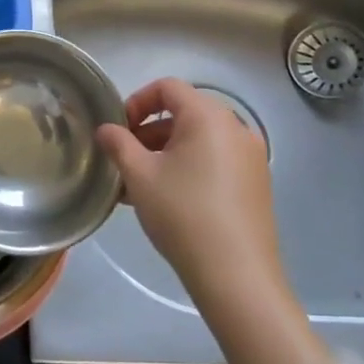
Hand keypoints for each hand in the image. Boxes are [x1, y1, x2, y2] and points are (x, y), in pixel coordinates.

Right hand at [96, 78, 294, 316]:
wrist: (236, 276)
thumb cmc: (183, 214)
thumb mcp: (139, 176)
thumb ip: (118, 144)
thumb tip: (106, 129)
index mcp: (208, 116)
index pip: (167, 87)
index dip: (137, 101)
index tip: (119, 131)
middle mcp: (236, 128)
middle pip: (184, 113)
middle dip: (149, 131)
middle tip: (125, 160)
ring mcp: (251, 157)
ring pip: (199, 140)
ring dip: (166, 152)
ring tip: (140, 185)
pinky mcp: (256, 184)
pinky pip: (216, 161)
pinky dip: (190, 167)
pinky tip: (168, 200)